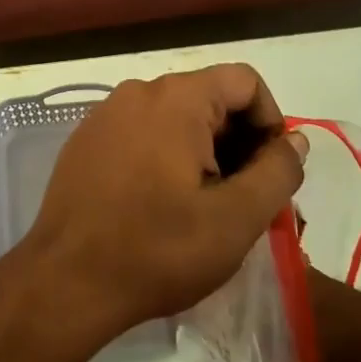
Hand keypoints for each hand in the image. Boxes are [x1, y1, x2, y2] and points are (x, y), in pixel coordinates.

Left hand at [19, 65, 308, 347]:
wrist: (66, 280)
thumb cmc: (158, 249)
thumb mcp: (236, 218)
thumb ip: (276, 171)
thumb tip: (294, 140)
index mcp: (176, 98)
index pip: (245, 81)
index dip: (270, 122)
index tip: (271, 173)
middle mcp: (137, 92)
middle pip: (209, 98)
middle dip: (238, 143)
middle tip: (245, 201)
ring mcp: (105, 114)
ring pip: (175, 118)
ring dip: (203, 154)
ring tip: (206, 208)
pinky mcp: (86, 140)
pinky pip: (141, 133)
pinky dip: (165, 157)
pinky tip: (162, 205)